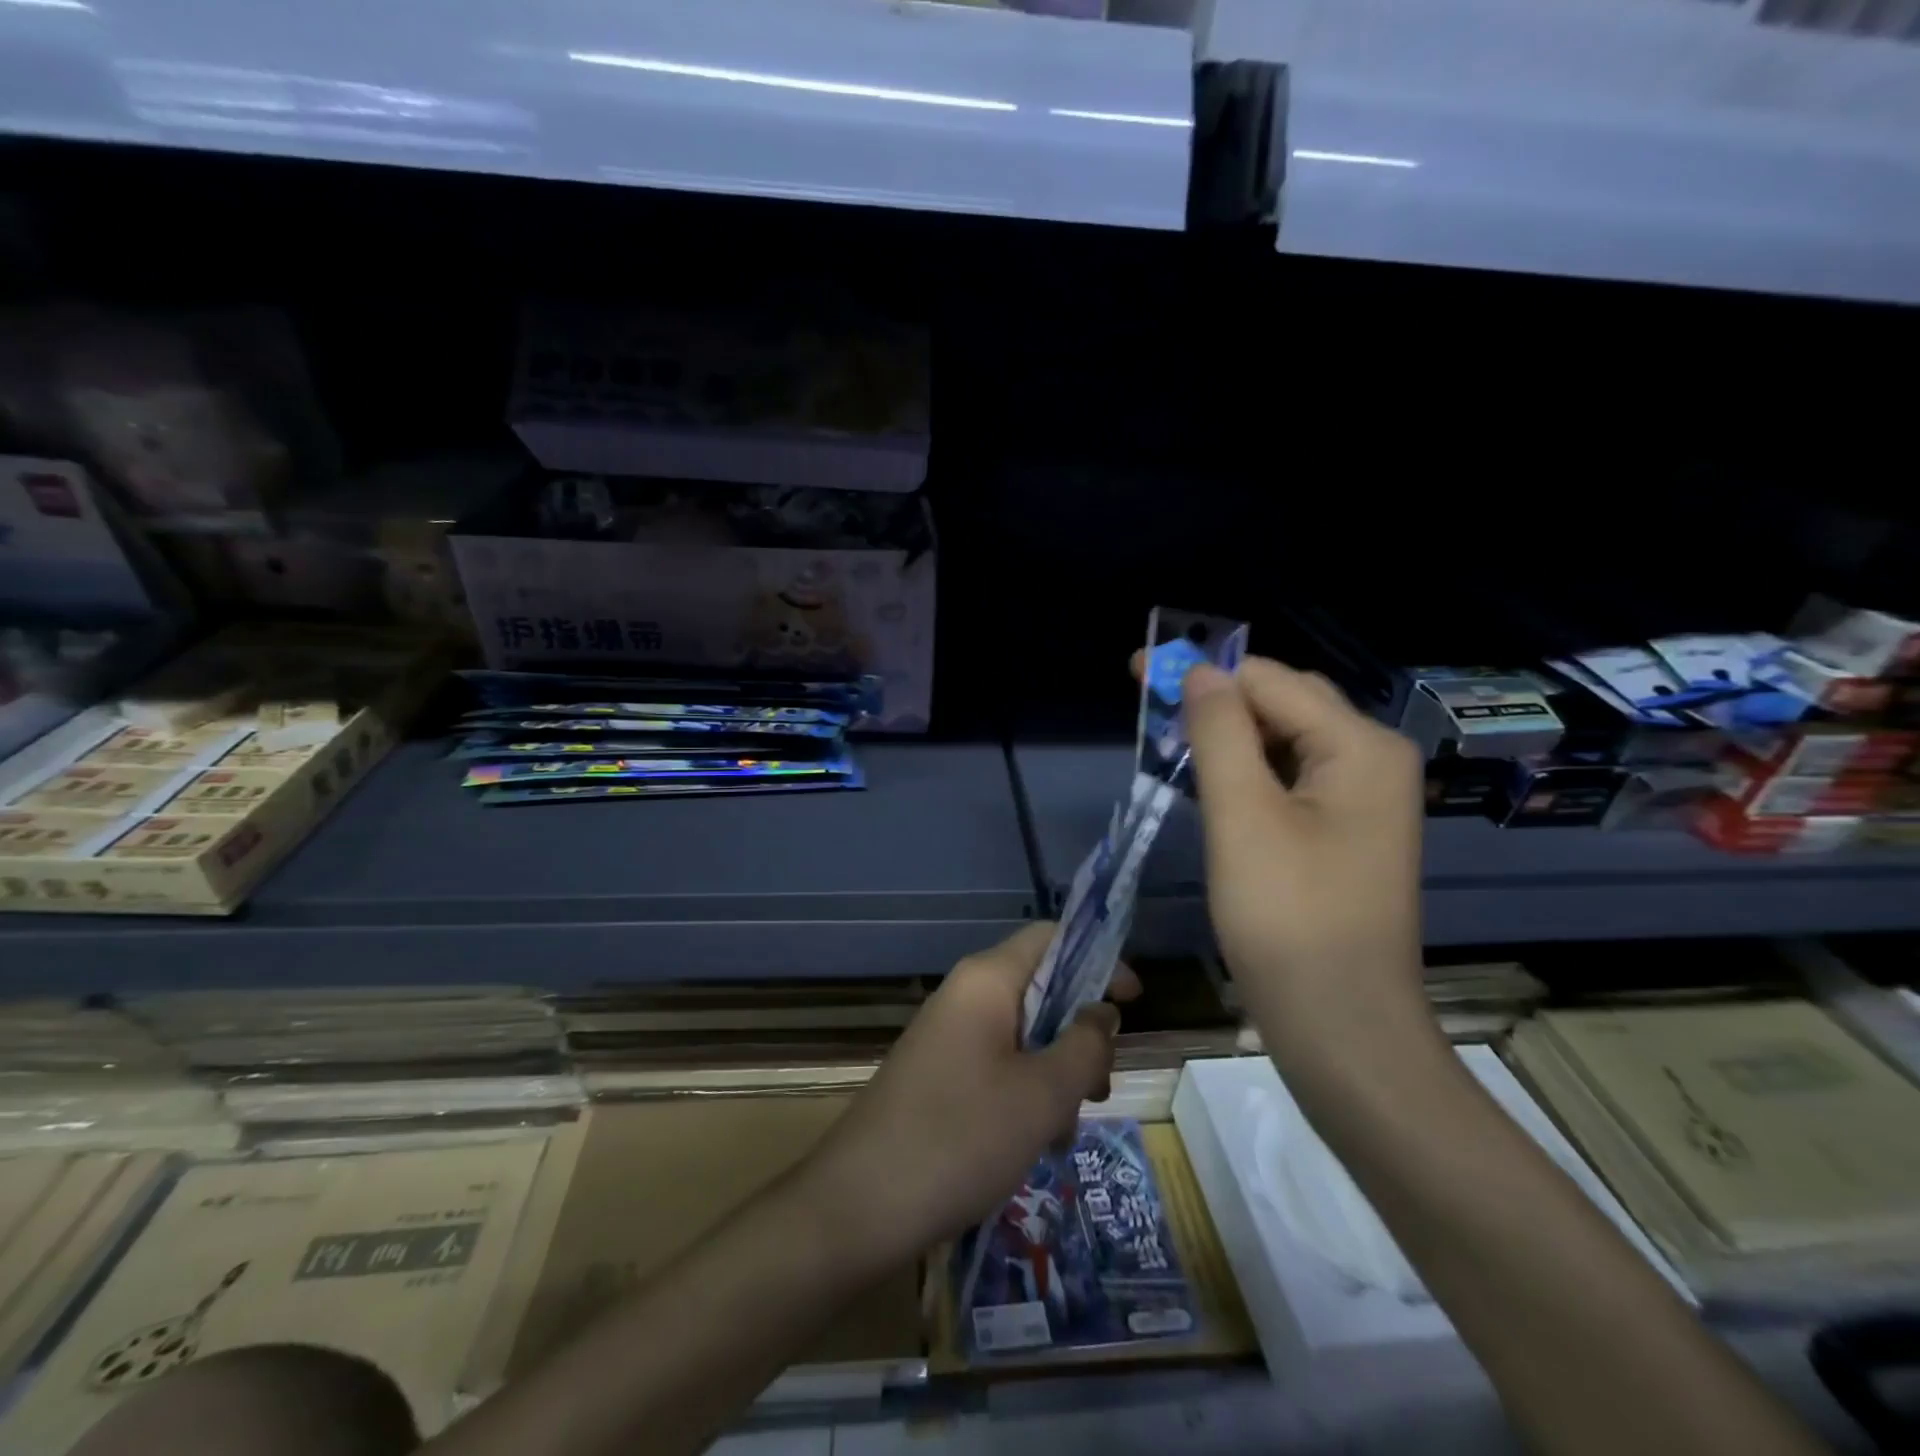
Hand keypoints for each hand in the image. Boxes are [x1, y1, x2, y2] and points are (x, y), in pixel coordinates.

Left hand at [803, 923, 1136, 1269]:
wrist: (859, 1205)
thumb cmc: (961, 1137)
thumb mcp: (1043, 1094)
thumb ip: (1085, 1044)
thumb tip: (1102, 1011)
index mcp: (986, 980)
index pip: (1052, 937)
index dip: (1099, 959)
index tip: (1134, 1003)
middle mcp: (964, 995)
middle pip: (1041, 989)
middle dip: (1079, 1034)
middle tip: (1098, 1089)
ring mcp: (947, 1035)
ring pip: (1023, 1034)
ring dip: (1055, 1073)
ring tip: (1062, 1130)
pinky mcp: (938, 1073)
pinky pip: (997, 1064)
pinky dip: (1025, 1093)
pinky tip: (1032, 1145)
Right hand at [1177, 656, 1428, 1057]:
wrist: (1340, 1025)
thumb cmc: (1287, 918)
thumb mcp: (1242, 816)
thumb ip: (1220, 733)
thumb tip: (1200, 672)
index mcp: (1359, 746)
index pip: (1270, 680)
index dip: (1203, 670)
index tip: (1141, 671)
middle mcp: (1373, 760)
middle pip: (1285, 703)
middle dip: (1217, 696)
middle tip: (1153, 704)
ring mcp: (1364, 799)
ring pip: (1286, 741)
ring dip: (1229, 733)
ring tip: (1171, 736)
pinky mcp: (1344, 833)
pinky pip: (1292, 778)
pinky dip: (1248, 769)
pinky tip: (1210, 778)